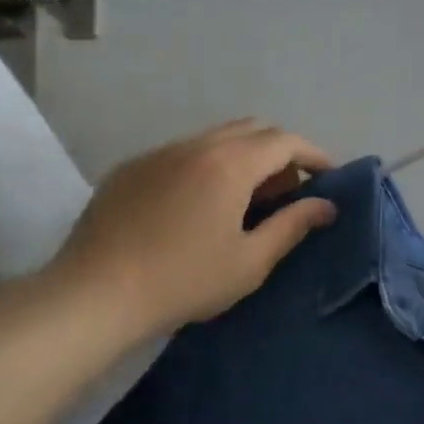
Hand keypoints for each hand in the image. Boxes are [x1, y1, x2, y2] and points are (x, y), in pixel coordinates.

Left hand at [49, 119, 336, 342]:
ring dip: (242, 157)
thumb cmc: (184, 281)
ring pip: (214, 138)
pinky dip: (206, 166)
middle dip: (279, 153)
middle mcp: (195, 145)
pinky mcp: (131, 168)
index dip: (313, 154)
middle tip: (286, 193)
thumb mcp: (249, 261)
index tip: (329, 175)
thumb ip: (292, 226)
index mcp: (229, 164)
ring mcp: (158, 153)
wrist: (95, 293)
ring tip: (245, 201)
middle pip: (251, 129)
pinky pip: (182, 153)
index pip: (284, 141)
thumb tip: (325, 206)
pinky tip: (198, 207)